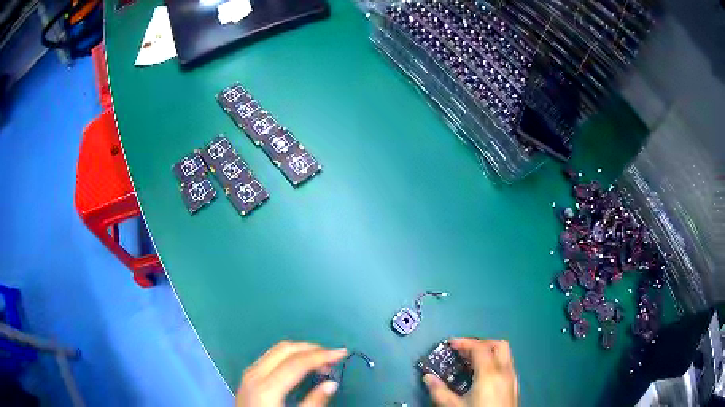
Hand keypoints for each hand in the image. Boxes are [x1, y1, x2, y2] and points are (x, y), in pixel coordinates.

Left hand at [236, 341, 347, 406]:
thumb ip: (314, 402)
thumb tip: (332, 383)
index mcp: (266, 387)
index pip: (297, 362)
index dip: (322, 355)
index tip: (342, 353)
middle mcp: (254, 374)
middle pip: (284, 349)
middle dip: (311, 349)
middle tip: (333, 357)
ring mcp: (248, 374)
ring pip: (275, 350)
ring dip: (300, 351)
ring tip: (321, 362)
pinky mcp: (248, 378)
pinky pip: (269, 358)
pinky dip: (288, 357)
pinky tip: (300, 367)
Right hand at [422, 338, 518, 406]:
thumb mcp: (454, 406)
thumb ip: (439, 391)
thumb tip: (428, 378)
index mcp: (490, 373)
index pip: (480, 347)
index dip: (464, 342)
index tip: (450, 344)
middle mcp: (505, 371)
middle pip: (497, 345)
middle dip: (480, 343)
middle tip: (463, 350)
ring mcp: (512, 379)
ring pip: (504, 355)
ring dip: (489, 353)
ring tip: (470, 362)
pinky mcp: (514, 387)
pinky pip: (506, 366)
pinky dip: (494, 363)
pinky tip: (482, 376)